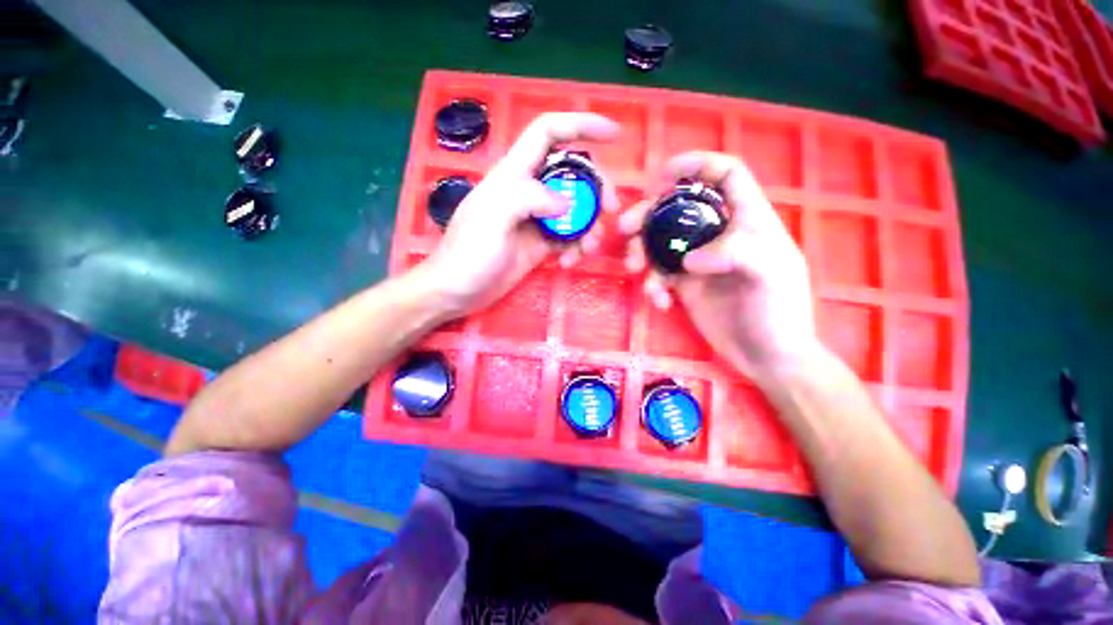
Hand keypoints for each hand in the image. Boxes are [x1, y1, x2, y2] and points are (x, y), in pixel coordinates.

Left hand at [418, 112, 619, 317]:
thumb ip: (528, 199)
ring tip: (588, 248)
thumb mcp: (493, 218)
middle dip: (596, 188)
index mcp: (514, 174)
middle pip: (572, 174)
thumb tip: (566, 203)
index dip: (580, 125)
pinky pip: (569, 237)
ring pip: (576, 210)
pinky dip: (576, 247)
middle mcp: (528, 192)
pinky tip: (570, 262)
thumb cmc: (468, 253)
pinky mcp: (541, 244)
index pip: (548, 133)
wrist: (457, 292)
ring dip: (589, 225)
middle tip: (610, 211)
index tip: (613, 134)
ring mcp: (536, 220)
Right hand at [618, 151, 818, 381]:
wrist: (767, 356)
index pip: (726, 176)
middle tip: (626, 228)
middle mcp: (717, 235)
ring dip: (641, 252)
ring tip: (633, 269)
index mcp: (746, 219)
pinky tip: (659, 302)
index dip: (697, 165)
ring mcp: (697, 261)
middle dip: (648, 214)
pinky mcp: (684, 285)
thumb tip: (687, 260)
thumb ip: (734, 253)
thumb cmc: (777, 311)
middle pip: (677, 209)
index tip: (663, 174)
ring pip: (659, 242)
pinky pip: (658, 275)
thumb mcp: (769, 274)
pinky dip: (652, 285)